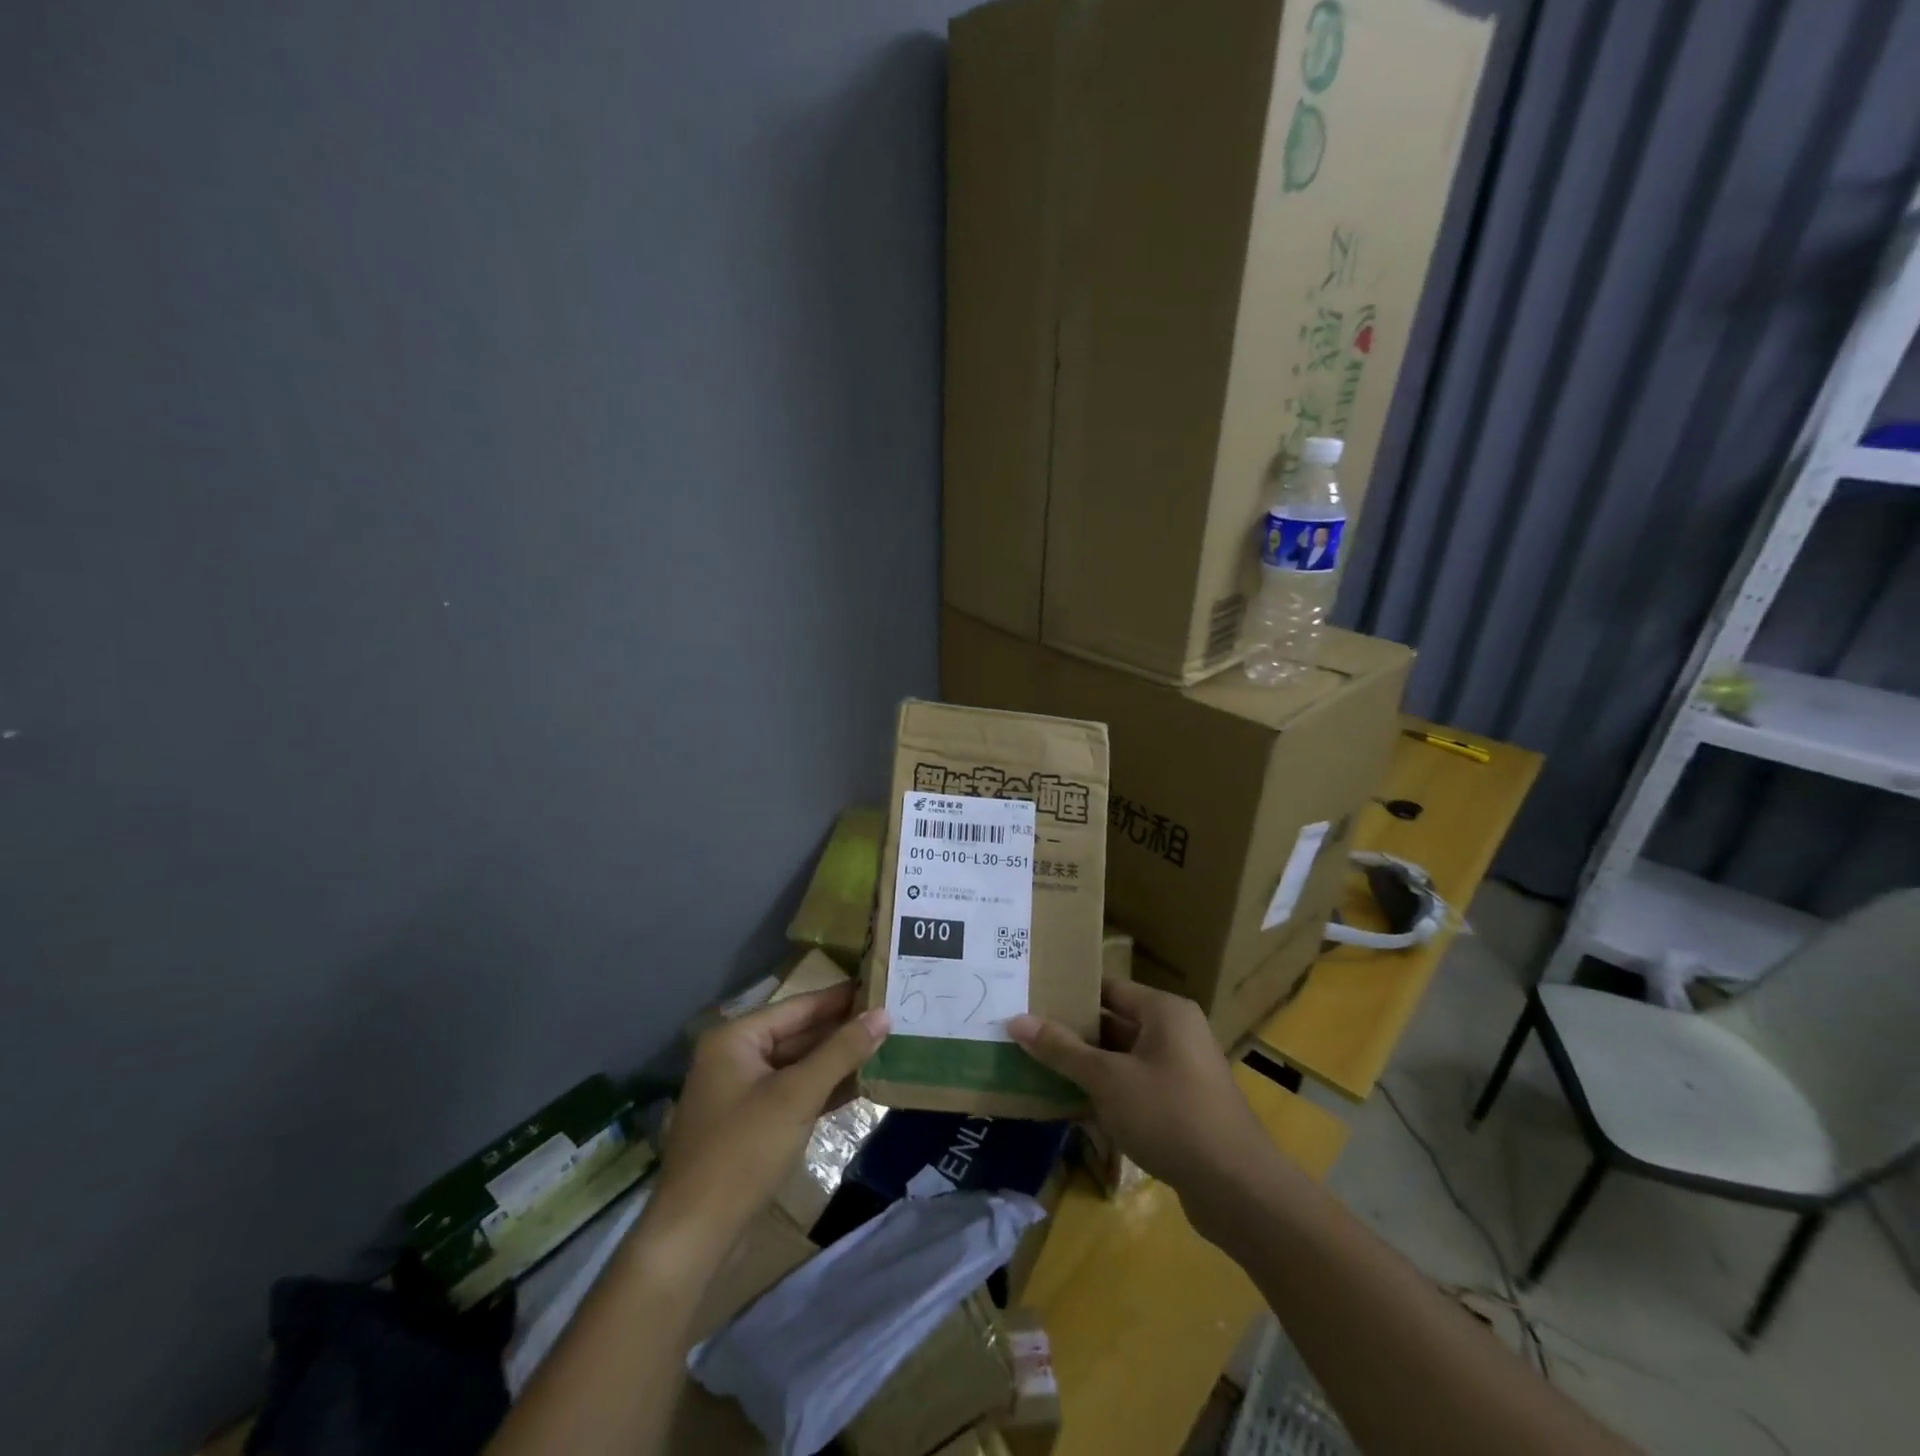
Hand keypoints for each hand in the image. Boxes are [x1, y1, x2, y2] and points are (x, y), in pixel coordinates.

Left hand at [651, 983, 889, 1249]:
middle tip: (890, 1018)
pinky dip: (824, 1089)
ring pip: (799, 1066)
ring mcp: (742, 1094)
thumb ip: (841, 1052)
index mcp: (735, 1039)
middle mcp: (735, 1058)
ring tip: (885, 1047)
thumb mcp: (797, 1095)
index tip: (880, 985)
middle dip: (842, 1030)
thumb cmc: (744, 1151)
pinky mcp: (752, 1126)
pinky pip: (794, 1094)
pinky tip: (861, 1085)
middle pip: (798, 1034)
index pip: (798, 1007)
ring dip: (837, 1061)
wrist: (695, 1236)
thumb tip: (883, 1014)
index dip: (840, 997)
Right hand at [1009, 979, 1271, 1200]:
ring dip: (1088, 1068)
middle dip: (1073, 1035)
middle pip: (1115, 1023)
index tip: (1031, 1002)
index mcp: (1164, 1011)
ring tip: (1040, 1071)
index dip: (1069, 995)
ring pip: (1124, 1059)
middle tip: (1027, 1038)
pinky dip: (1110, 1093)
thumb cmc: (1169, 1115)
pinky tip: (1075, 1108)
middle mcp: (1176, 1032)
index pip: (1108, 989)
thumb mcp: (1107, 1079)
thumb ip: (1062, 1049)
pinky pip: (1138, 1087)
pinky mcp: (1184, 1106)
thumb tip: (1017, 1020)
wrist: (1238, 1188)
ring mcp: (1183, 1070)